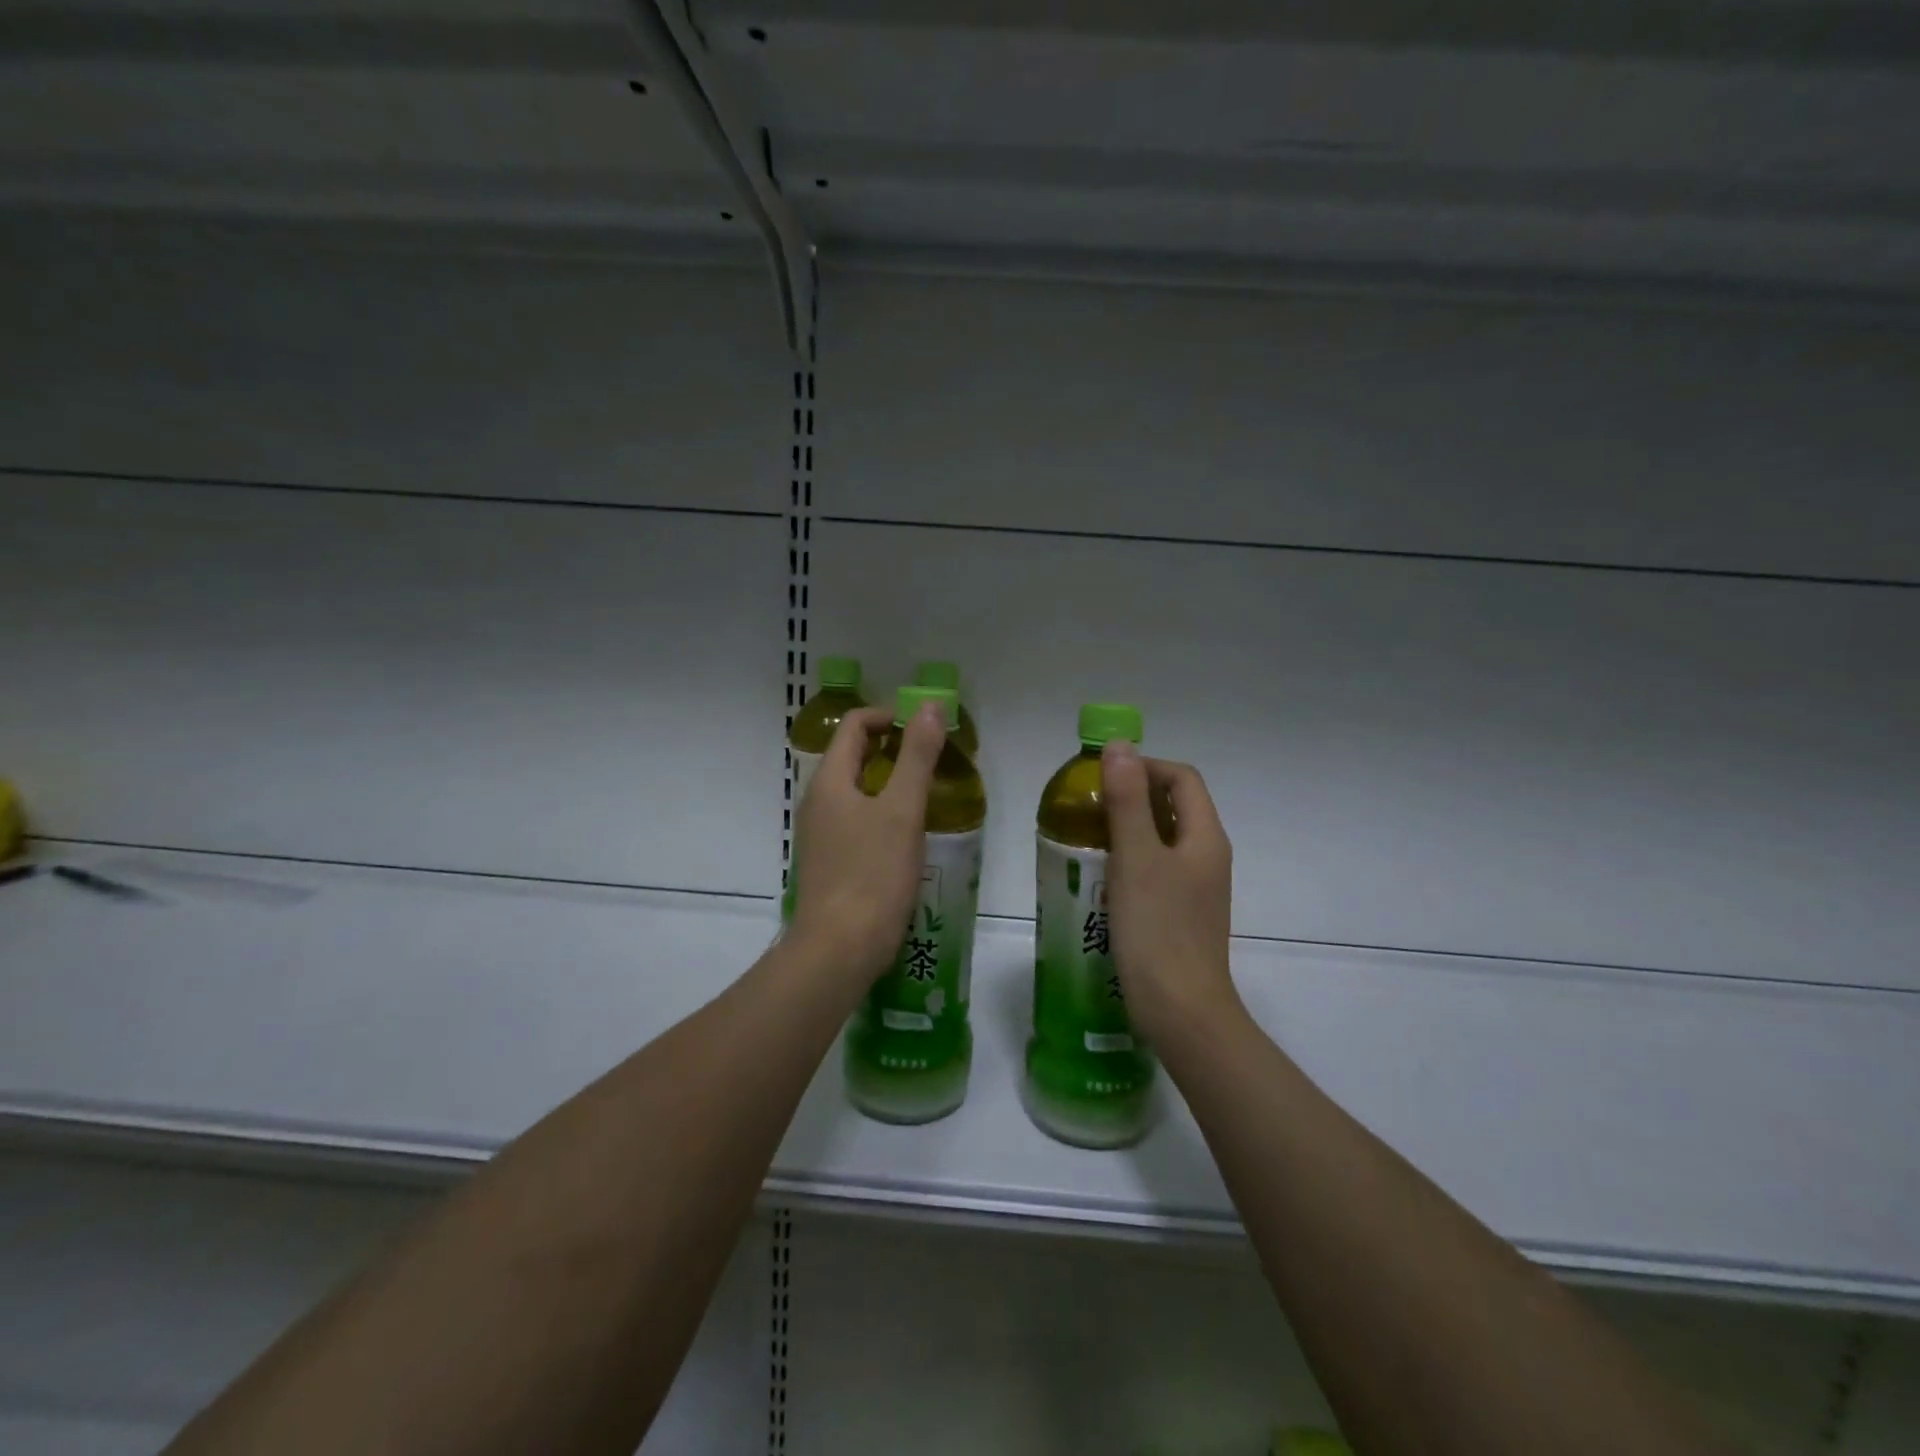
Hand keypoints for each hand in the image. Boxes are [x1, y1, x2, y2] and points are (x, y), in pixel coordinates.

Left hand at [788, 704, 945, 984]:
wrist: (839, 949)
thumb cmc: (872, 874)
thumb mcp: (902, 810)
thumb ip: (917, 756)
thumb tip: (929, 705)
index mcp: (830, 782)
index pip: (854, 726)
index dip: (889, 717)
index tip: (924, 730)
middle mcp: (818, 802)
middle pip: (852, 756)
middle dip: (891, 749)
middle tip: (931, 760)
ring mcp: (821, 834)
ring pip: (855, 791)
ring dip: (888, 782)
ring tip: (924, 795)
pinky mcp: (830, 862)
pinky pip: (855, 821)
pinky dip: (880, 813)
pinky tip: (906, 836)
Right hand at [1102, 741, 1239, 1040]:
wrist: (1181, 1012)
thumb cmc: (1158, 930)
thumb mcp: (1136, 858)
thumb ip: (1127, 800)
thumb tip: (1120, 745)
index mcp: (1205, 837)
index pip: (1182, 778)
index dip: (1145, 767)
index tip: (1103, 778)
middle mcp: (1207, 857)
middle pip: (1174, 807)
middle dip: (1132, 797)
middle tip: (1088, 806)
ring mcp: (1197, 888)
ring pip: (1162, 840)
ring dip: (1128, 829)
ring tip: (1087, 838)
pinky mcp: (1181, 914)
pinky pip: (1156, 870)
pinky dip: (1130, 861)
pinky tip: (1100, 879)